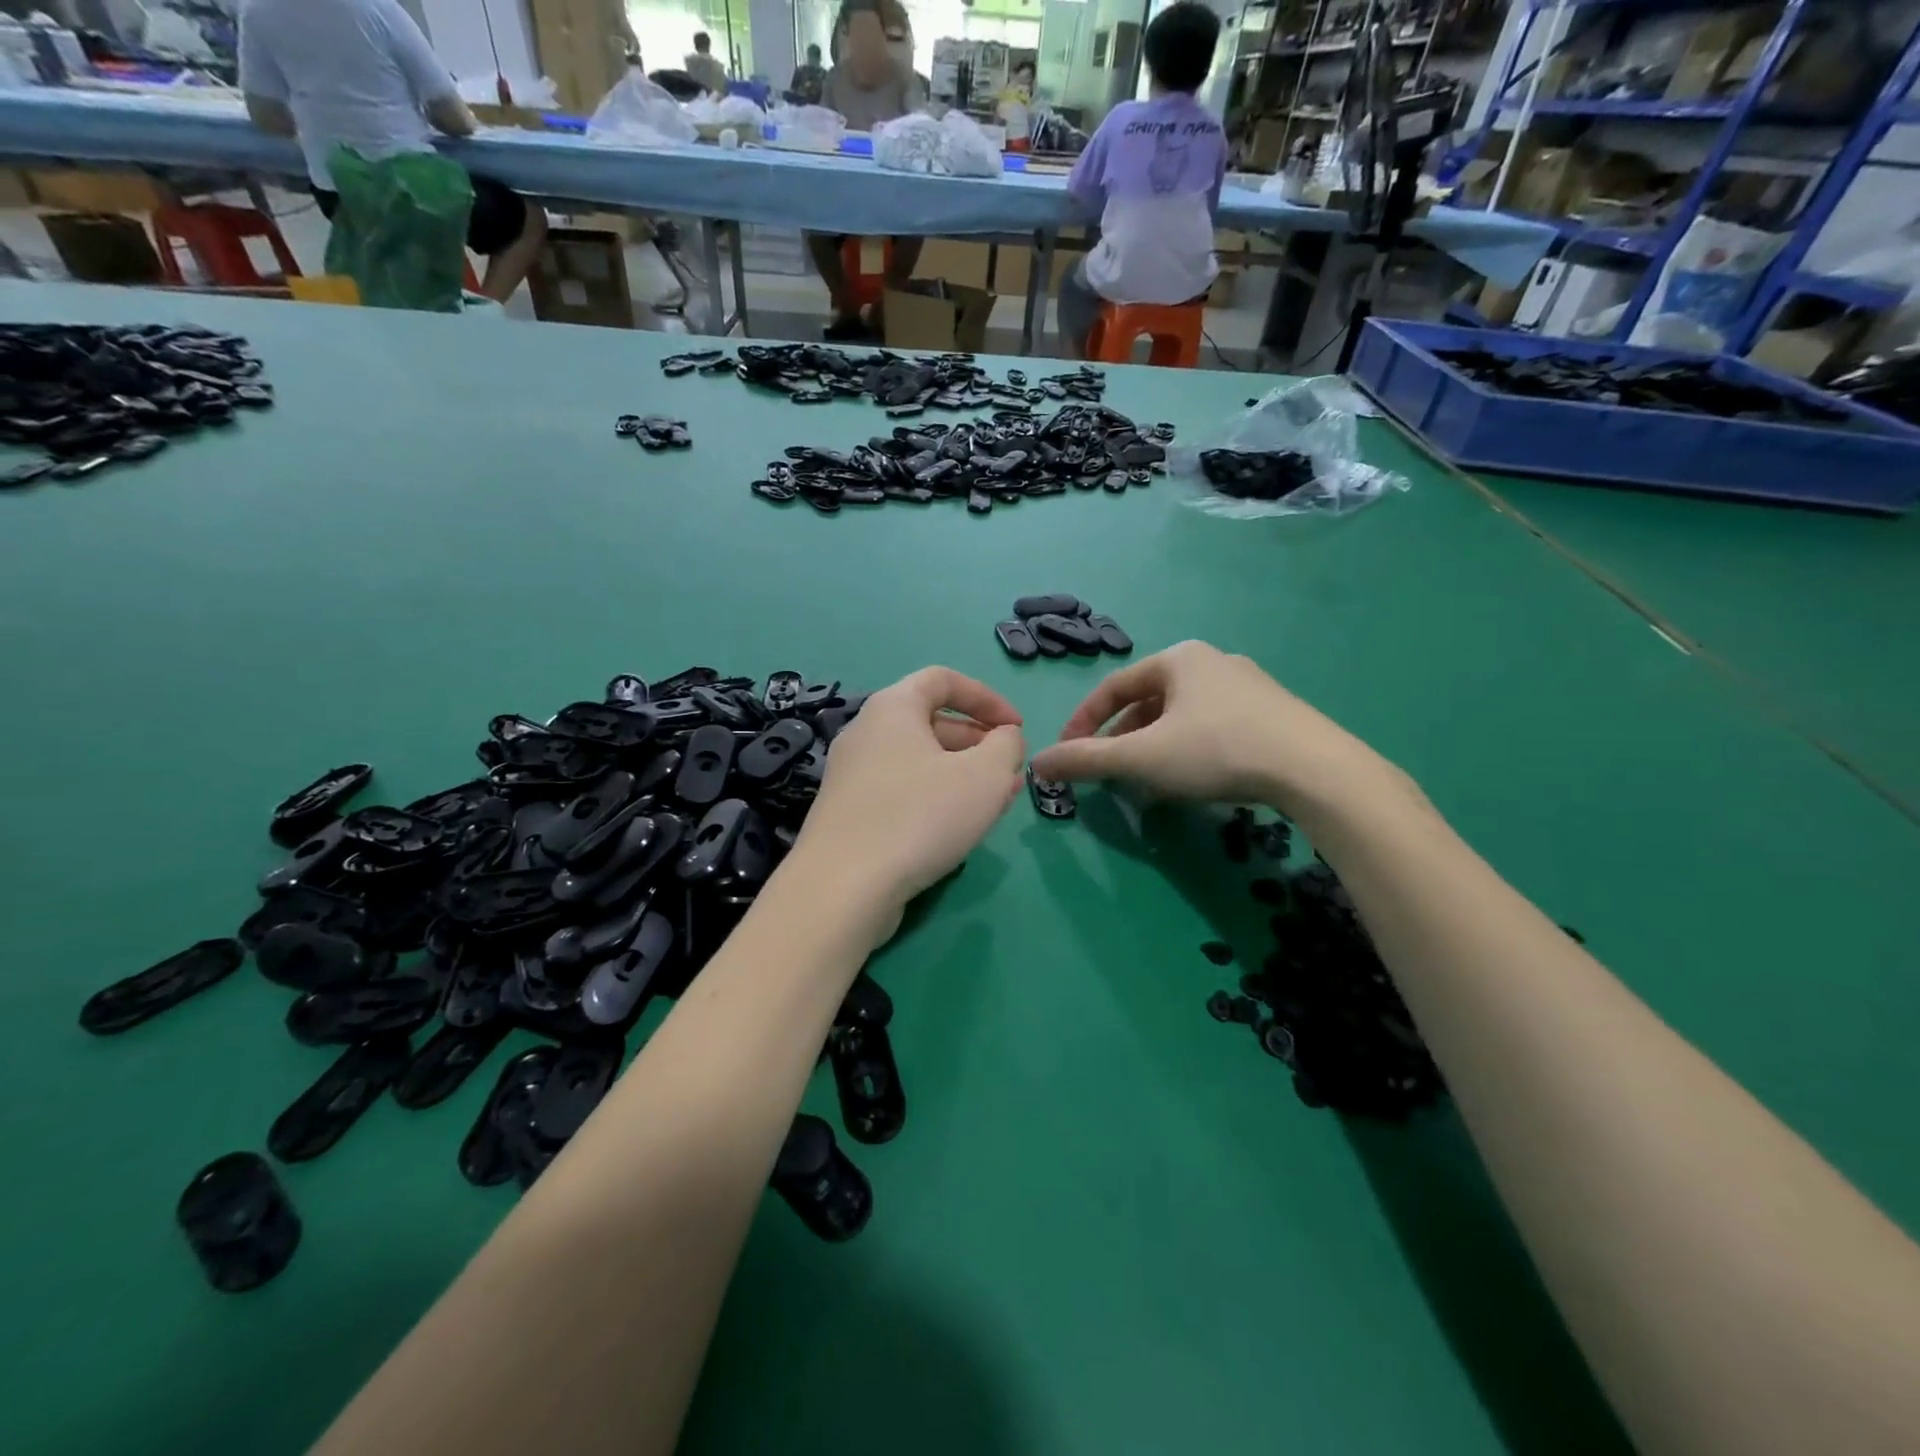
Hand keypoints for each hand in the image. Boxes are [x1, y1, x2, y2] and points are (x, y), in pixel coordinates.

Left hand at [789, 668, 1026, 944]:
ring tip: (997, 802)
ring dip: (963, 774)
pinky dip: (936, 797)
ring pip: (920, 761)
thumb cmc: (919, 817)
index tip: (1016, 728)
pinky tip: (959, 827)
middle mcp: (866, 733)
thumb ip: (1007, 746)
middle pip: (931, 722)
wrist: (842, 888)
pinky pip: (902, 790)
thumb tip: (1004, 737)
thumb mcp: (985, 776)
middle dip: (978, 742)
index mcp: (893, 707)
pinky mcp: (849, 814)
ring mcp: (852, 775)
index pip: (942, 679)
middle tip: (1010, 771)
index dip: (987, 697)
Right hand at [1028, 640, 1402, 821]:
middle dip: (1122, 738)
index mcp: (1178, 658)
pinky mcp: (1274, 713)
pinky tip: (1193, 779)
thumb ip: (1086, 760)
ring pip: (1181, 715)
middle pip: (1148, 701)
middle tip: (1109, 772)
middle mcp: (1213, 661)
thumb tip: (1038, 763)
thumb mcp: (1142, 757)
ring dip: (1154, 746)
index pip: (1114, 687)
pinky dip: (1188, 749)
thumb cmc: (1217, 750)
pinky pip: (1213, 726)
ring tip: (1147, 780)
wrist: (1315, 769)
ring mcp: (1248, 685)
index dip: (1084, 721)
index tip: (1068, 754)